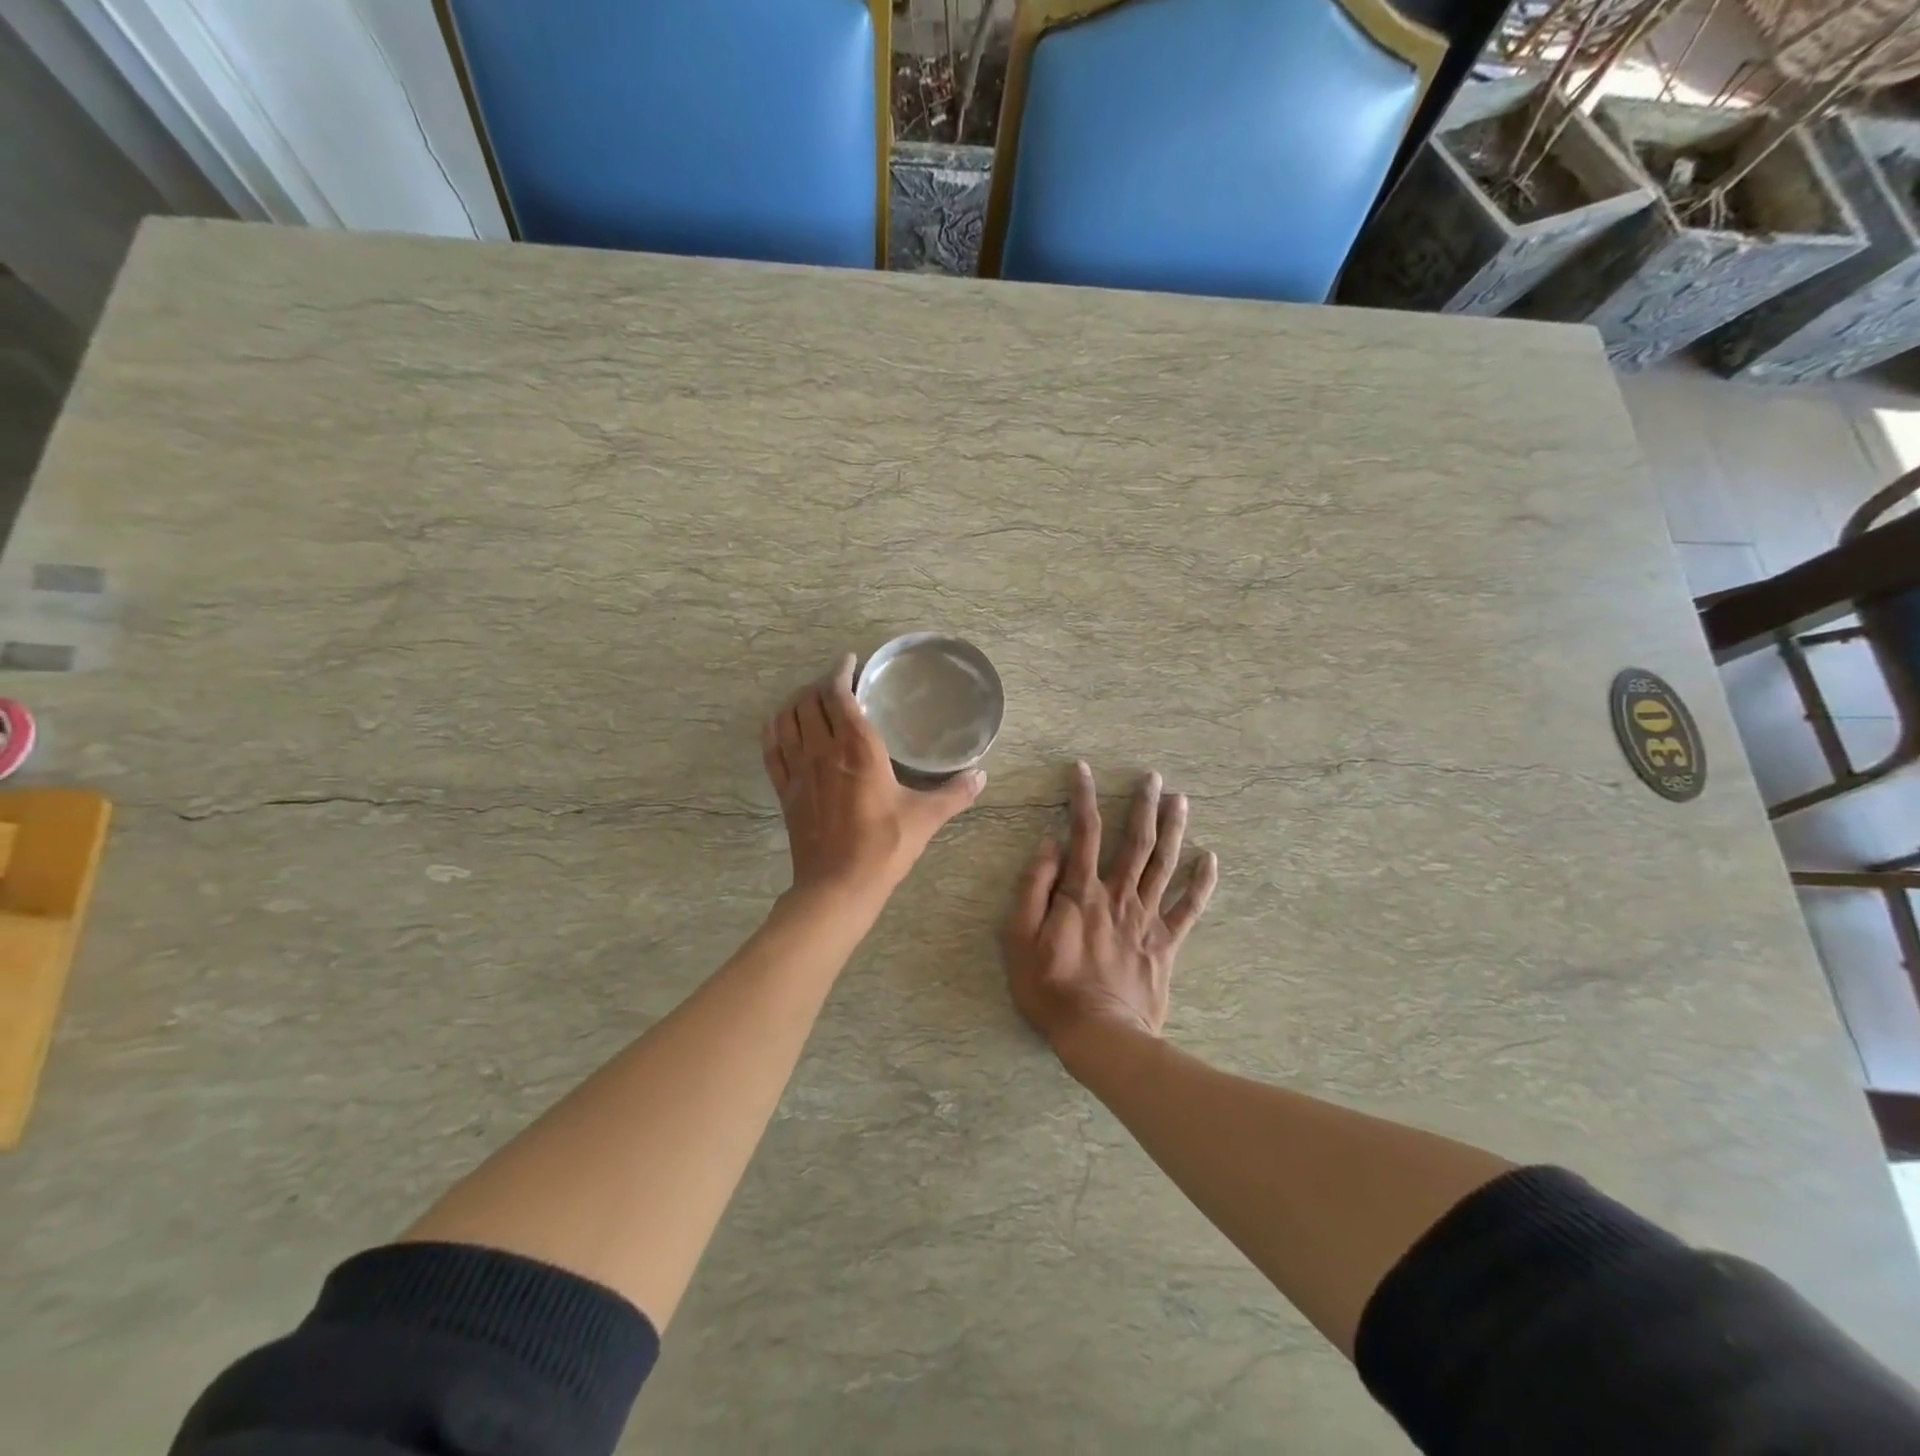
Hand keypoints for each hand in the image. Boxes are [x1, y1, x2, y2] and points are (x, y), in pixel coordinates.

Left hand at [763, 653, 985, 898]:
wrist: (838, 887)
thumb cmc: (884, 847)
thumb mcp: (925, 818)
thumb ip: (955, 793)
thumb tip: (982, 775)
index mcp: (858, 748)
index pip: (840, 695)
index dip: (841, 672)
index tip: (849, 662)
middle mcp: (823, 751)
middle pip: (810, 702)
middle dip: (820, 685)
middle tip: (836, 683)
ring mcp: (799, 771)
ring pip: (787, 720)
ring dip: (796, 702)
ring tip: (809, 699)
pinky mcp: (786, 791)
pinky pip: (771, 750)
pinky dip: (773, 730)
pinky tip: (779, 725)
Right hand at [1002, 762, 1217, 1050]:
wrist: (1099, 1035)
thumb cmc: (1050, 987)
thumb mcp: (1019, 937)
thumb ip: (1033, 887)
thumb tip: (1049, 844)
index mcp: (1081, 891)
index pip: (1084, 832)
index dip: (1083, 797)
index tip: (1083, 769)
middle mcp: (1118, 895)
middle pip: (1135, 841)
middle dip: (1143, 805)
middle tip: (1153, 777)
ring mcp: (1147, 918)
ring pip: (1164, 863)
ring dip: (1173, 829)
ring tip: (1180, 800)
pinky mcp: (1166, 943)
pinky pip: (1189, 907)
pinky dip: (1201, 882)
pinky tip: (1210, 858)